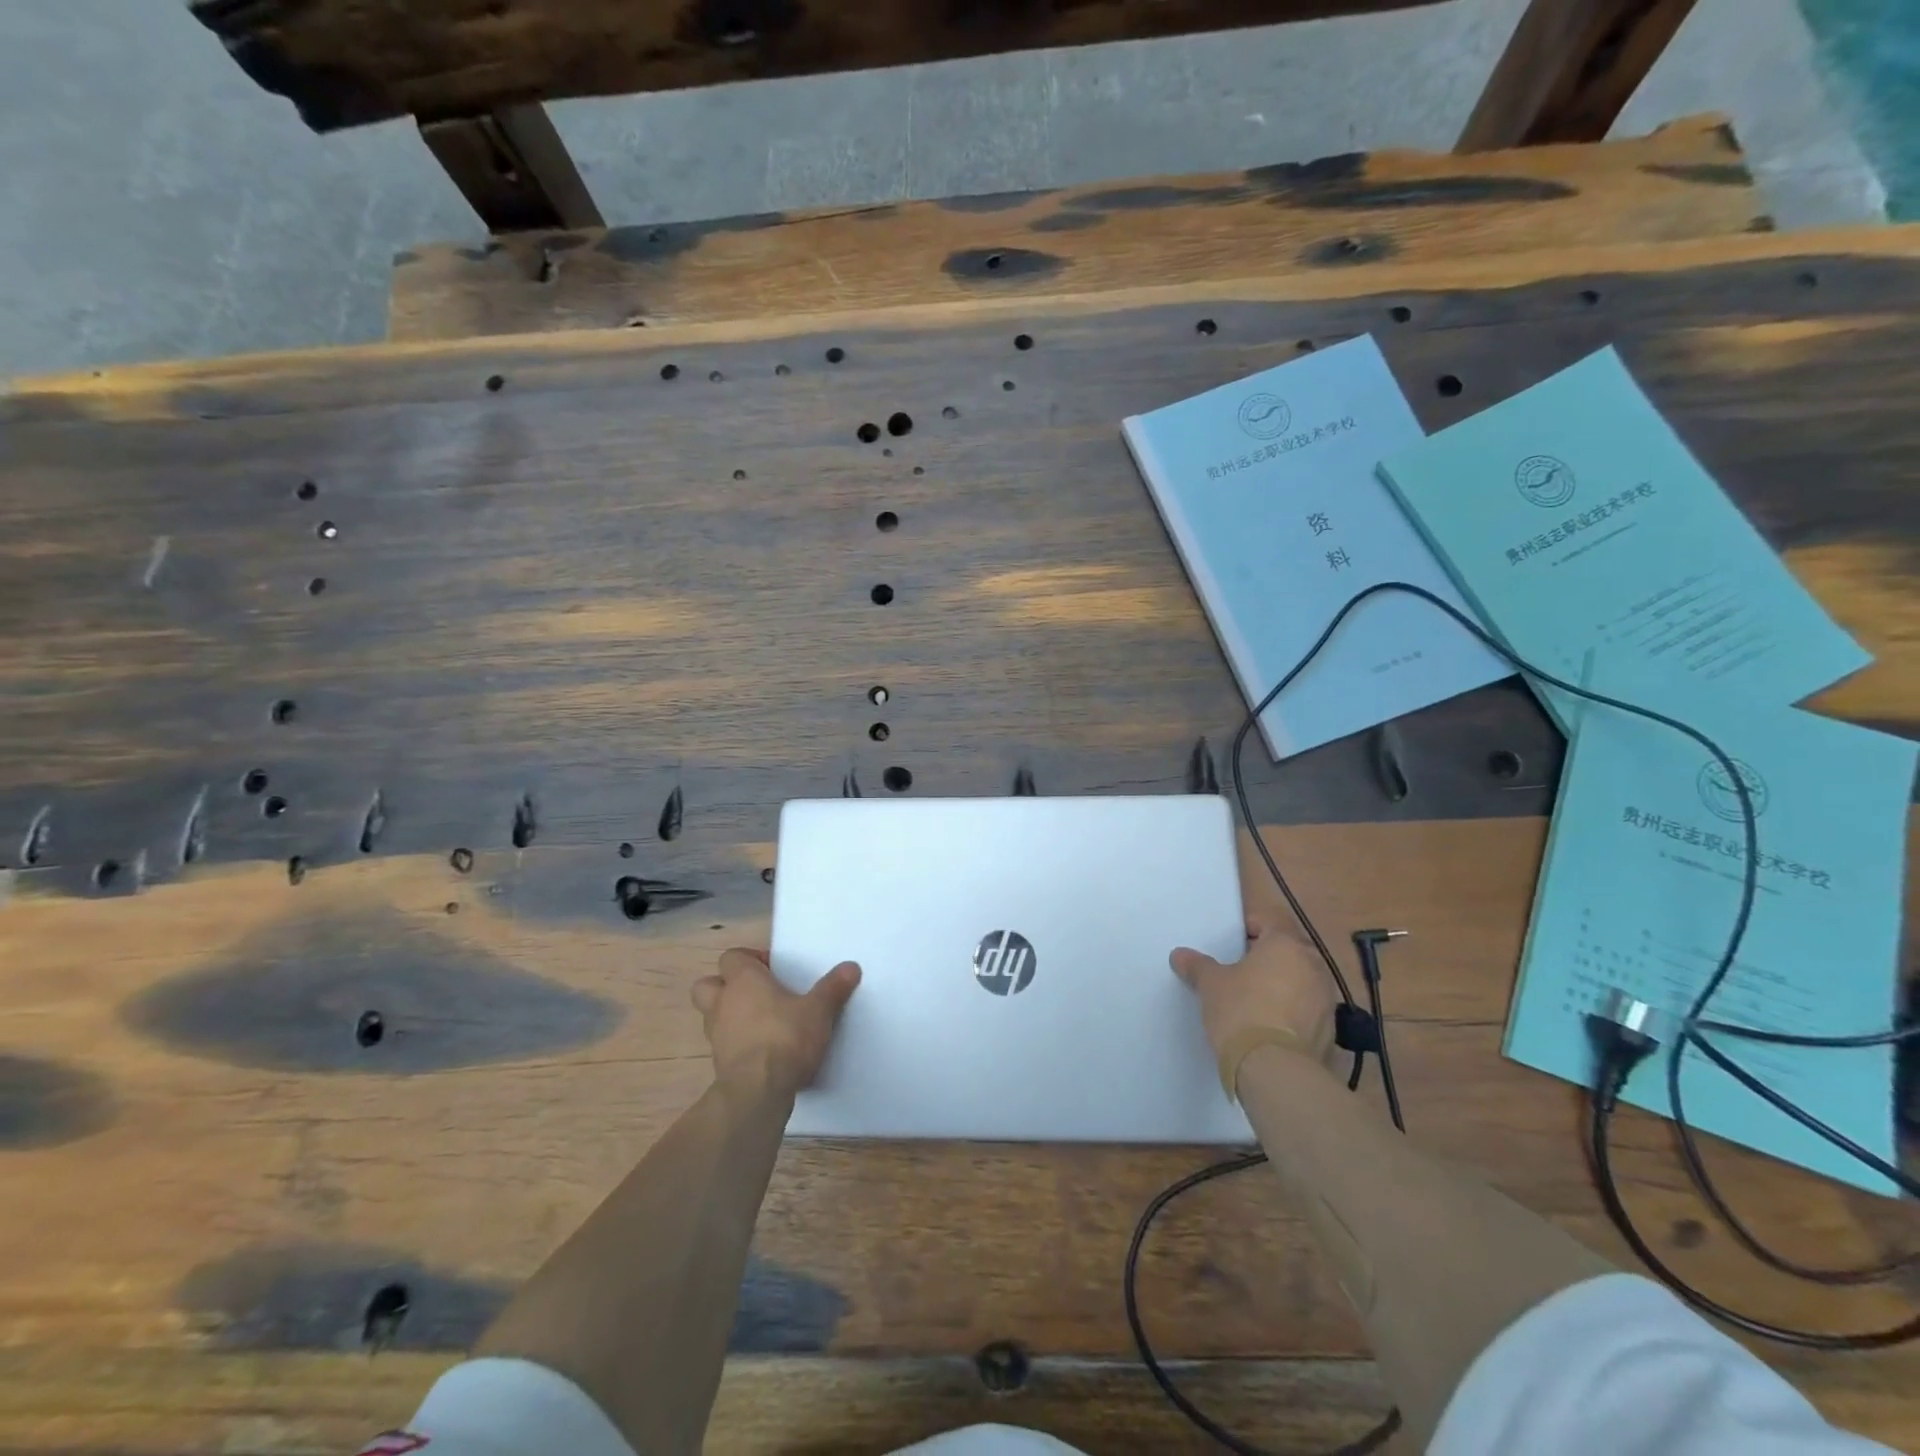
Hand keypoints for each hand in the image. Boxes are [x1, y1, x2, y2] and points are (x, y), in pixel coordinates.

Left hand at [691, 948, 859, 1096]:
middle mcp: (723, 1002)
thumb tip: (851, 967)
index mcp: (743, 980)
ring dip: (729, 1015)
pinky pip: (723, 1043)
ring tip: (759, 1022)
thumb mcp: (819, 1010)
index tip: (773, 970)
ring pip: (711, 1015)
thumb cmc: (786, 1037)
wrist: (759, 1090)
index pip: (731, 957)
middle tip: (756, 993)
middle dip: (725, 986)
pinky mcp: (718, 1062)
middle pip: (707, 984)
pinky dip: (736, 1042)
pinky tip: (761, 1050)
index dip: (749, 960)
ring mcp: (716, 1034)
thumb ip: (833, 987)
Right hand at [1171, 911, 1339, 1071]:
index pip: (1269, 921)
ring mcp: (1326, 999)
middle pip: (1287, 951)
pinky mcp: (1331, 1030)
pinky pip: (1307, 1010)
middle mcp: (1313, 965)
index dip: (1249, 927)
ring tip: (1254, 1001)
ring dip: (1281, 985)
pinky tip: (1269, 1027)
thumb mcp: (1210, 984)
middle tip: (1239, 971)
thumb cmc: (1241, 1011)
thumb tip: (1180, 955)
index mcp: (1286, 944)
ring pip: (1300, 981)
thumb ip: (1197, 966)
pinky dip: (1291, 1012)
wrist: (1275, 1069)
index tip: (1230, 943)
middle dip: (1266, 958)